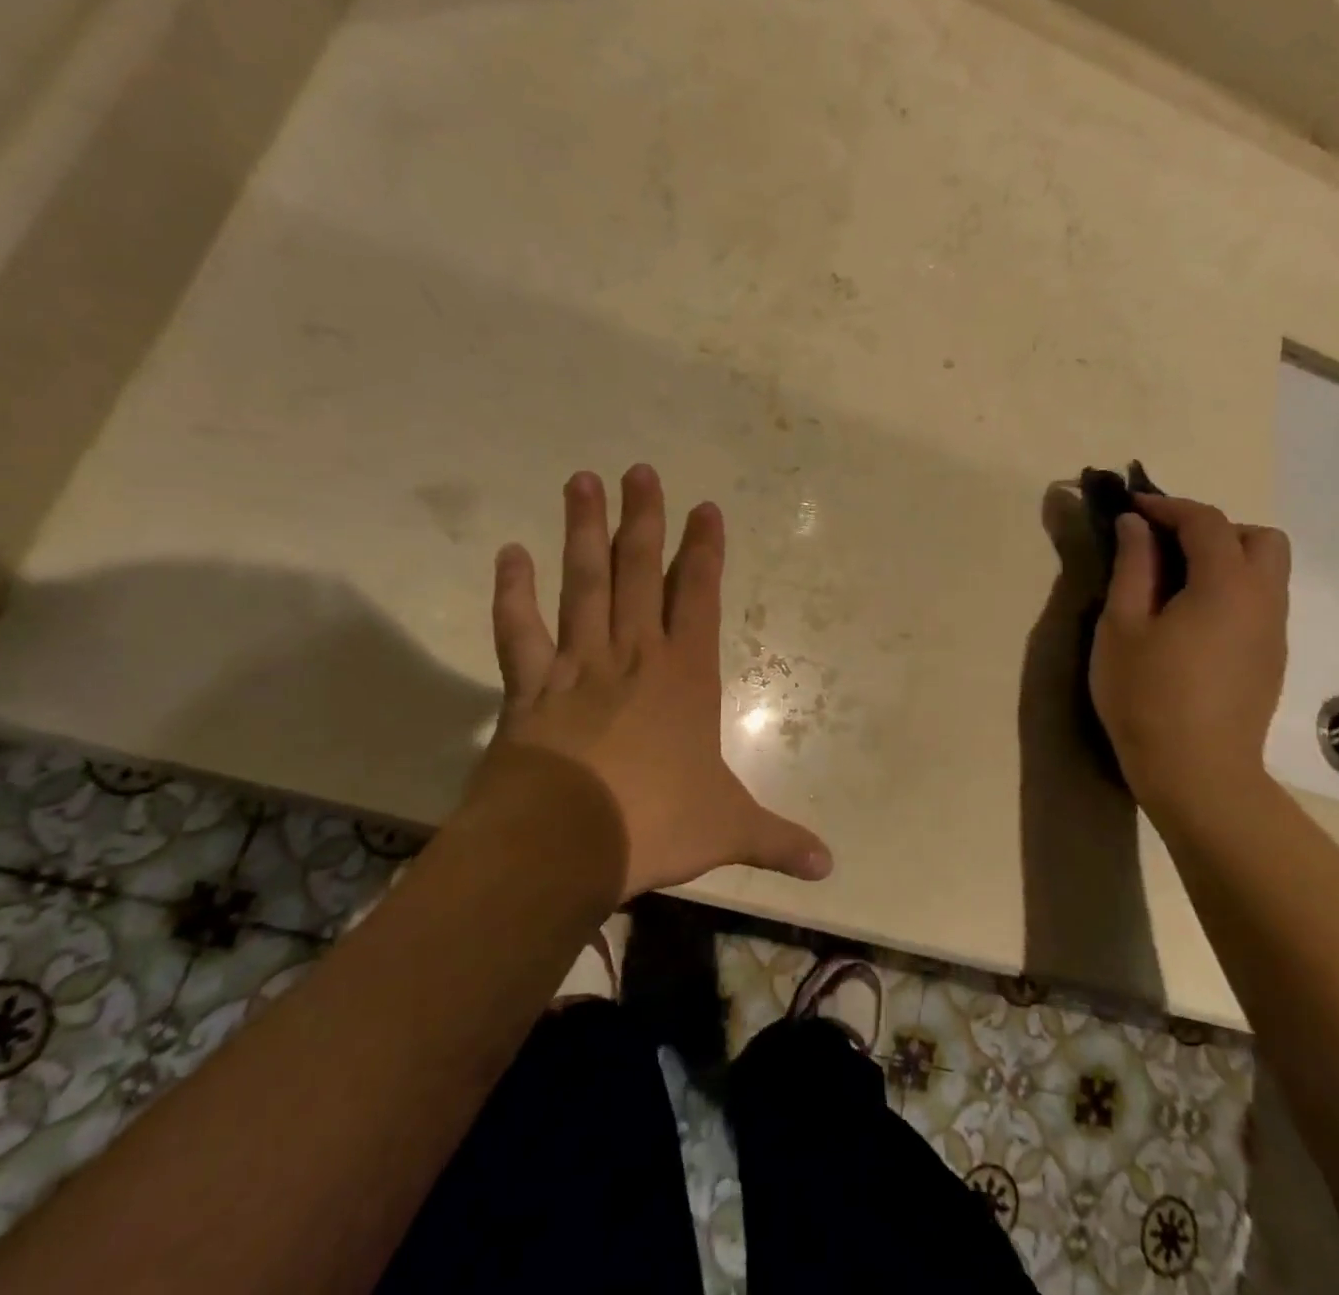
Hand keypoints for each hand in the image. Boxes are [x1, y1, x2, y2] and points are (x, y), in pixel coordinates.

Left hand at [474, 464, 832, 899]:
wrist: (566, 842)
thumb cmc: (655, 823)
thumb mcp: (729, 831)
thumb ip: (778, 841)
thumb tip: (829, 868)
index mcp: (685, 677)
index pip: (701, 598)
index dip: (705, 552)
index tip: (705, 509)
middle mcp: (634, 655)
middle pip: (640, 572)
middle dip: (643, 520)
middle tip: (639, 470)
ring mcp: (578, 664)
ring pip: (583, 585)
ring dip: (582, 532)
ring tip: (581, 480)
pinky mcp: (529, 687)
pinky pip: (518, 631)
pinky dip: (513, 593)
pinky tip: (509, 553)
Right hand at [1088, 495, 1290, 811]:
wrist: (1197, 773)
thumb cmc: (1147, 695)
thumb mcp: (1122, 626)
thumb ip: (1132, 567)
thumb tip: (1135, 525)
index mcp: (1226, 585)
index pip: (1207, 522)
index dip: (1167, 506)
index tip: (1131, 508)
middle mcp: (1264, 600)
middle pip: (1259, 539)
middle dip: (1213, 529)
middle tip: (1165, 547)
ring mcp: (1274, 632)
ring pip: (1266, 572)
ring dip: (1225, 559)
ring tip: (1173, 583)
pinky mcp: (1272, 659)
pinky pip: (1259, 602)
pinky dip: (1230, 590)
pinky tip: (1191, 621)